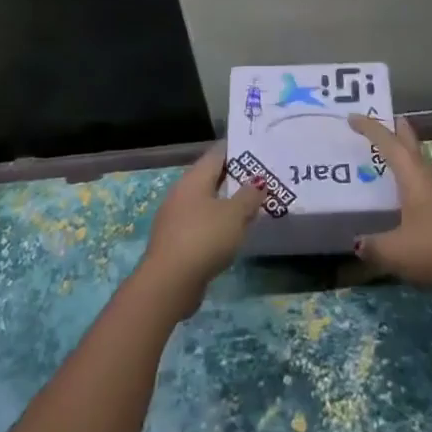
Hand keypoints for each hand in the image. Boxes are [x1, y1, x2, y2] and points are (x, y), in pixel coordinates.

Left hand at [137, 144, 265, 319]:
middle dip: (235, 177)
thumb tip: (258, 181)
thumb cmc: (204, 238)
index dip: (237, 149)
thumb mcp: (234, 215)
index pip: (217, 154)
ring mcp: (176, 218)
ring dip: (227, 203)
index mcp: (194, 179)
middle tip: (261, 178)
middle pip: (211, 178)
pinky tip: (233, 232)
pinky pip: (202, 224)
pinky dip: (219, 223)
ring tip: (252, 205)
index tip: (258, 149)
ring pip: (207, 202)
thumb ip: (249, 196)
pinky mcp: (177, 241)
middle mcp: (181, 193)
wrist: (169, 282)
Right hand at [348, 115, 431, 298]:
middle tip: (387, 119)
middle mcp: (429, 183)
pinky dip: (411, 182)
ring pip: (420, 168)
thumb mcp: (394, 251)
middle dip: (399, 131)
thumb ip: (372, 245)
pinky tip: (405, 199)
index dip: (371, 129)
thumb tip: (358, 243)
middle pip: (412, 148)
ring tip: (390, 158)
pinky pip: (424, 189)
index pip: (390, 146)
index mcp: (414, 180)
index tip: (353, 117)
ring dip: (406, 157)